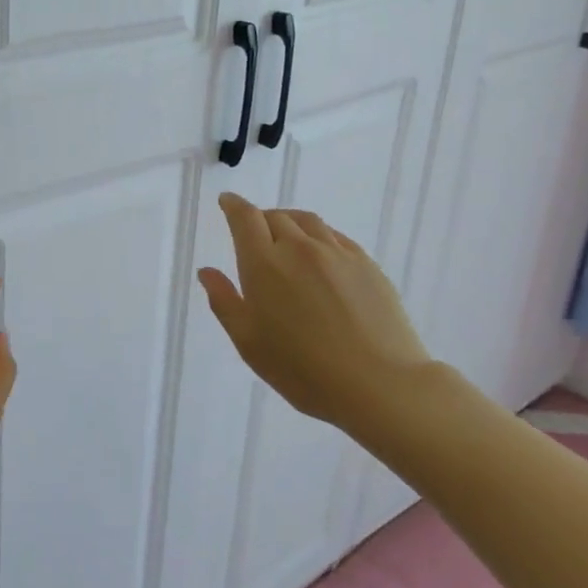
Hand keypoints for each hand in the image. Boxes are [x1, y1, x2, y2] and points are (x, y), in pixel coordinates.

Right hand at [197, 193, 430, 430]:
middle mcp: (299, 248)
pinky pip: (336, 237)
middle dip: (260, 220)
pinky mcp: (367, 265)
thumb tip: (207, 271)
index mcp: (264, 263)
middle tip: (256, 235)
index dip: (233, 206)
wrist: (381, 386)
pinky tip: (321, 256)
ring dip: (290, 223)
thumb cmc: (303, 369)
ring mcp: (337, 254)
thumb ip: (224, 301)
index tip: (227, 202)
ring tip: (287, 238)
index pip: (245, 218)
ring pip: (307, 222)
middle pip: (275, 216)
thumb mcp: (248, 342)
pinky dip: (319, 236)